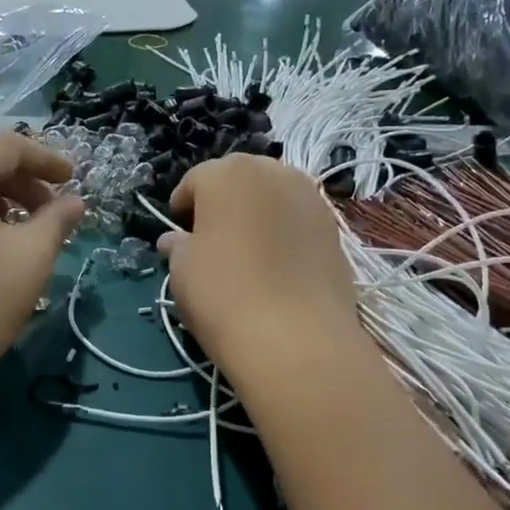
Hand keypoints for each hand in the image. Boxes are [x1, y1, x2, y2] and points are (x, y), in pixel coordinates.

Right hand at [158, 155, 362, 384]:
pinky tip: (276, 267)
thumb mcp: (182, 271)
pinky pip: (297, 220)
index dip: (182, 208)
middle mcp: (272, 171)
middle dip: (223, 204)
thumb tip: (175, 240)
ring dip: (256, 216)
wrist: (295, 337)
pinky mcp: (334, 227)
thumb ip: (178, 246)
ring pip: (272, 197)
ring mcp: (310, 197)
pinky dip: (283, 233)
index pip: (195, 181)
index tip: (178, 236)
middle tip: (212, 242)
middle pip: (239, 181)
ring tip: (246, 254)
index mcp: (227, 173)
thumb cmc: (223, 294)